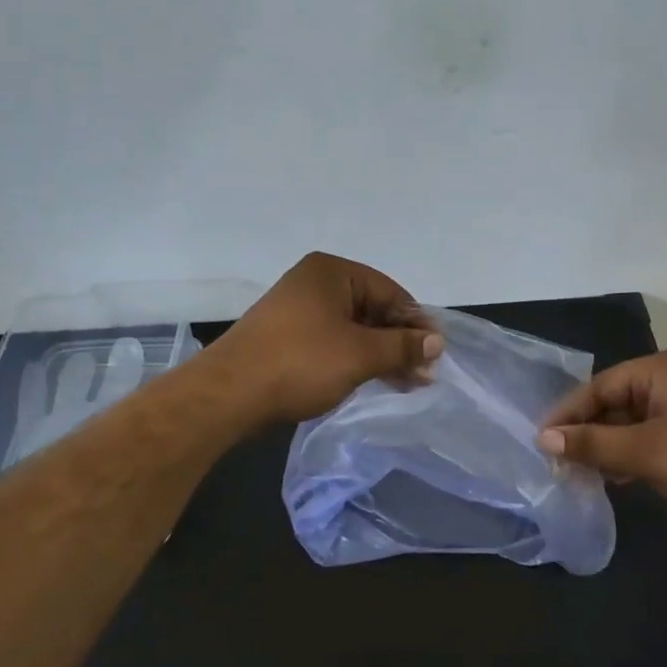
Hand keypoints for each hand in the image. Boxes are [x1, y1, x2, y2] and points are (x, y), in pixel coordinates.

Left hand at [213, 253, 442, 424]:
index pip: (390, 292)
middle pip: (372, 310)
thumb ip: (402, 346)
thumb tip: (437, 342)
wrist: (229, 394)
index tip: (437, 353)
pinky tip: (376, 380)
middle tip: (426, 375)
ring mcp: (298, 312)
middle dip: (400, 342)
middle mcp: (315, 284)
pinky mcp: (288, 339)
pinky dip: (356, 360)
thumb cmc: (300, 362)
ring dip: (381, 355)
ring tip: (409, 384)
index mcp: (332, 272)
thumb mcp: (360, 354)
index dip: (416, 323)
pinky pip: (334, 343)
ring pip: (354, 330)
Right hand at [538, 350, 666, 537]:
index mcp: (660, 370)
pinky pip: (651, 437)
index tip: (541, 442)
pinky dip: (631, 454)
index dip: (568, 414)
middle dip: (587, 432)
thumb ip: (592, 444)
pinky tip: (616, 477)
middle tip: (559, 462)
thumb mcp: (644, 453)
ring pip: (632, 422)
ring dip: (607, 446)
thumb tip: (544, 439)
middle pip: (614, 402)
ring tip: (581, 474)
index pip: (599, 386)